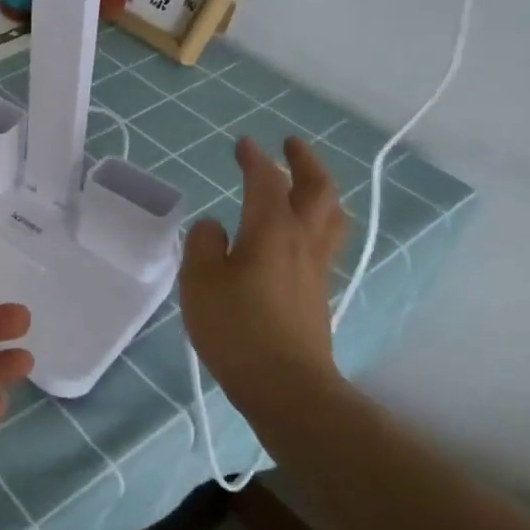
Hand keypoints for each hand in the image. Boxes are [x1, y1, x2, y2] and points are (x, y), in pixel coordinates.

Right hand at [179, 136, 345, 419]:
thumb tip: (215, 227)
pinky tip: (300, 232)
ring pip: (330, 216)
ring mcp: (316, 268)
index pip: (266, 181)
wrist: (286, 385)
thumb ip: (203, 244)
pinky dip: (318, 219)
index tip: (243, 144)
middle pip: (317, 190)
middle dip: (305, 162)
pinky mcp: (318, 292)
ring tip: (307, 181)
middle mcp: (301, 241)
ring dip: (321, 190)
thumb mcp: (199, 280)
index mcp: (271, 229)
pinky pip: (326, 240)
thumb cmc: (236, 327)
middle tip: (291, 145)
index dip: (254, 159)